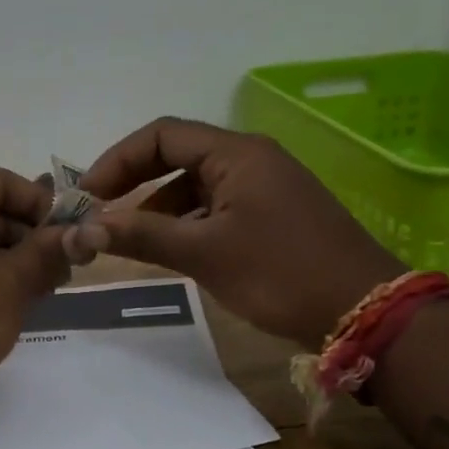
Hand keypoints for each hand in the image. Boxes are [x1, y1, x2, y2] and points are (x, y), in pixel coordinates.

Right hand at [67, 118, 400, 343]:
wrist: (364, 312)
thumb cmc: (281, 273)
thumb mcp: (205, 253)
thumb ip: (142, 235)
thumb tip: (84, 228)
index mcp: (236, 154)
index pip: (161, 136)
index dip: (117, 160)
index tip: (86, 196)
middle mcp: (249, 159)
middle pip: (176, 155)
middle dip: (132, 182)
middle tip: (97, 214)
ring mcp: (263, 187)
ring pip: (193, 185)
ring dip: (156, 207)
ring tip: (126, 238)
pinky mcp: (270, 214)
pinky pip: (214, 206)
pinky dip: (184, 222)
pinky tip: (168, 249)